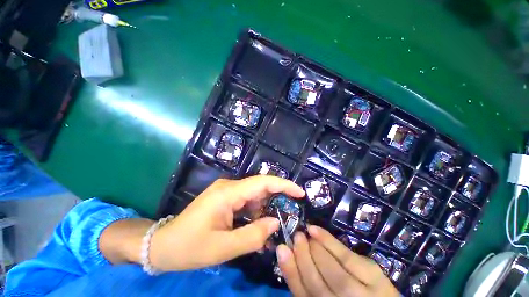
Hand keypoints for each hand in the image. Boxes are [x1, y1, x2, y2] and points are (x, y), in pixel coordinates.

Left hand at [149, 176, 304, 270]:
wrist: (163, 244)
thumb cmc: (189, 247)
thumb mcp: (223, 248)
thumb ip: (253, 236)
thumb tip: (275, 222)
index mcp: (228, 193)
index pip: (262, 182)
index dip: (283, 185)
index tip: (300, 193)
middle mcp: (229, 186)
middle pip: (260, 187)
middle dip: (277, 198)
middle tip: (290, 214)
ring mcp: (226, 191)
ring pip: (254, 195)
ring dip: (265, 208)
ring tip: (272, 227)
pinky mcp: (225, 197)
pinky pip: (246, 200)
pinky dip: (256, 212)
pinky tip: (257, 225)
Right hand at [277, 225, 399, 296]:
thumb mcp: (325, 293)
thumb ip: (307, 283)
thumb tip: (288, 254)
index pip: (303, 296)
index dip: (291, 272)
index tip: (282, 249)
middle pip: (317, 285)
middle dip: (303, 257)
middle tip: (296, 237)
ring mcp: (364, 296)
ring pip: (333, 273)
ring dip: (315, 250)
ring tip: (305, 234)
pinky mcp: (376, 279)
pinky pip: (347, 257)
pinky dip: (328, 242)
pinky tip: (315, 230)